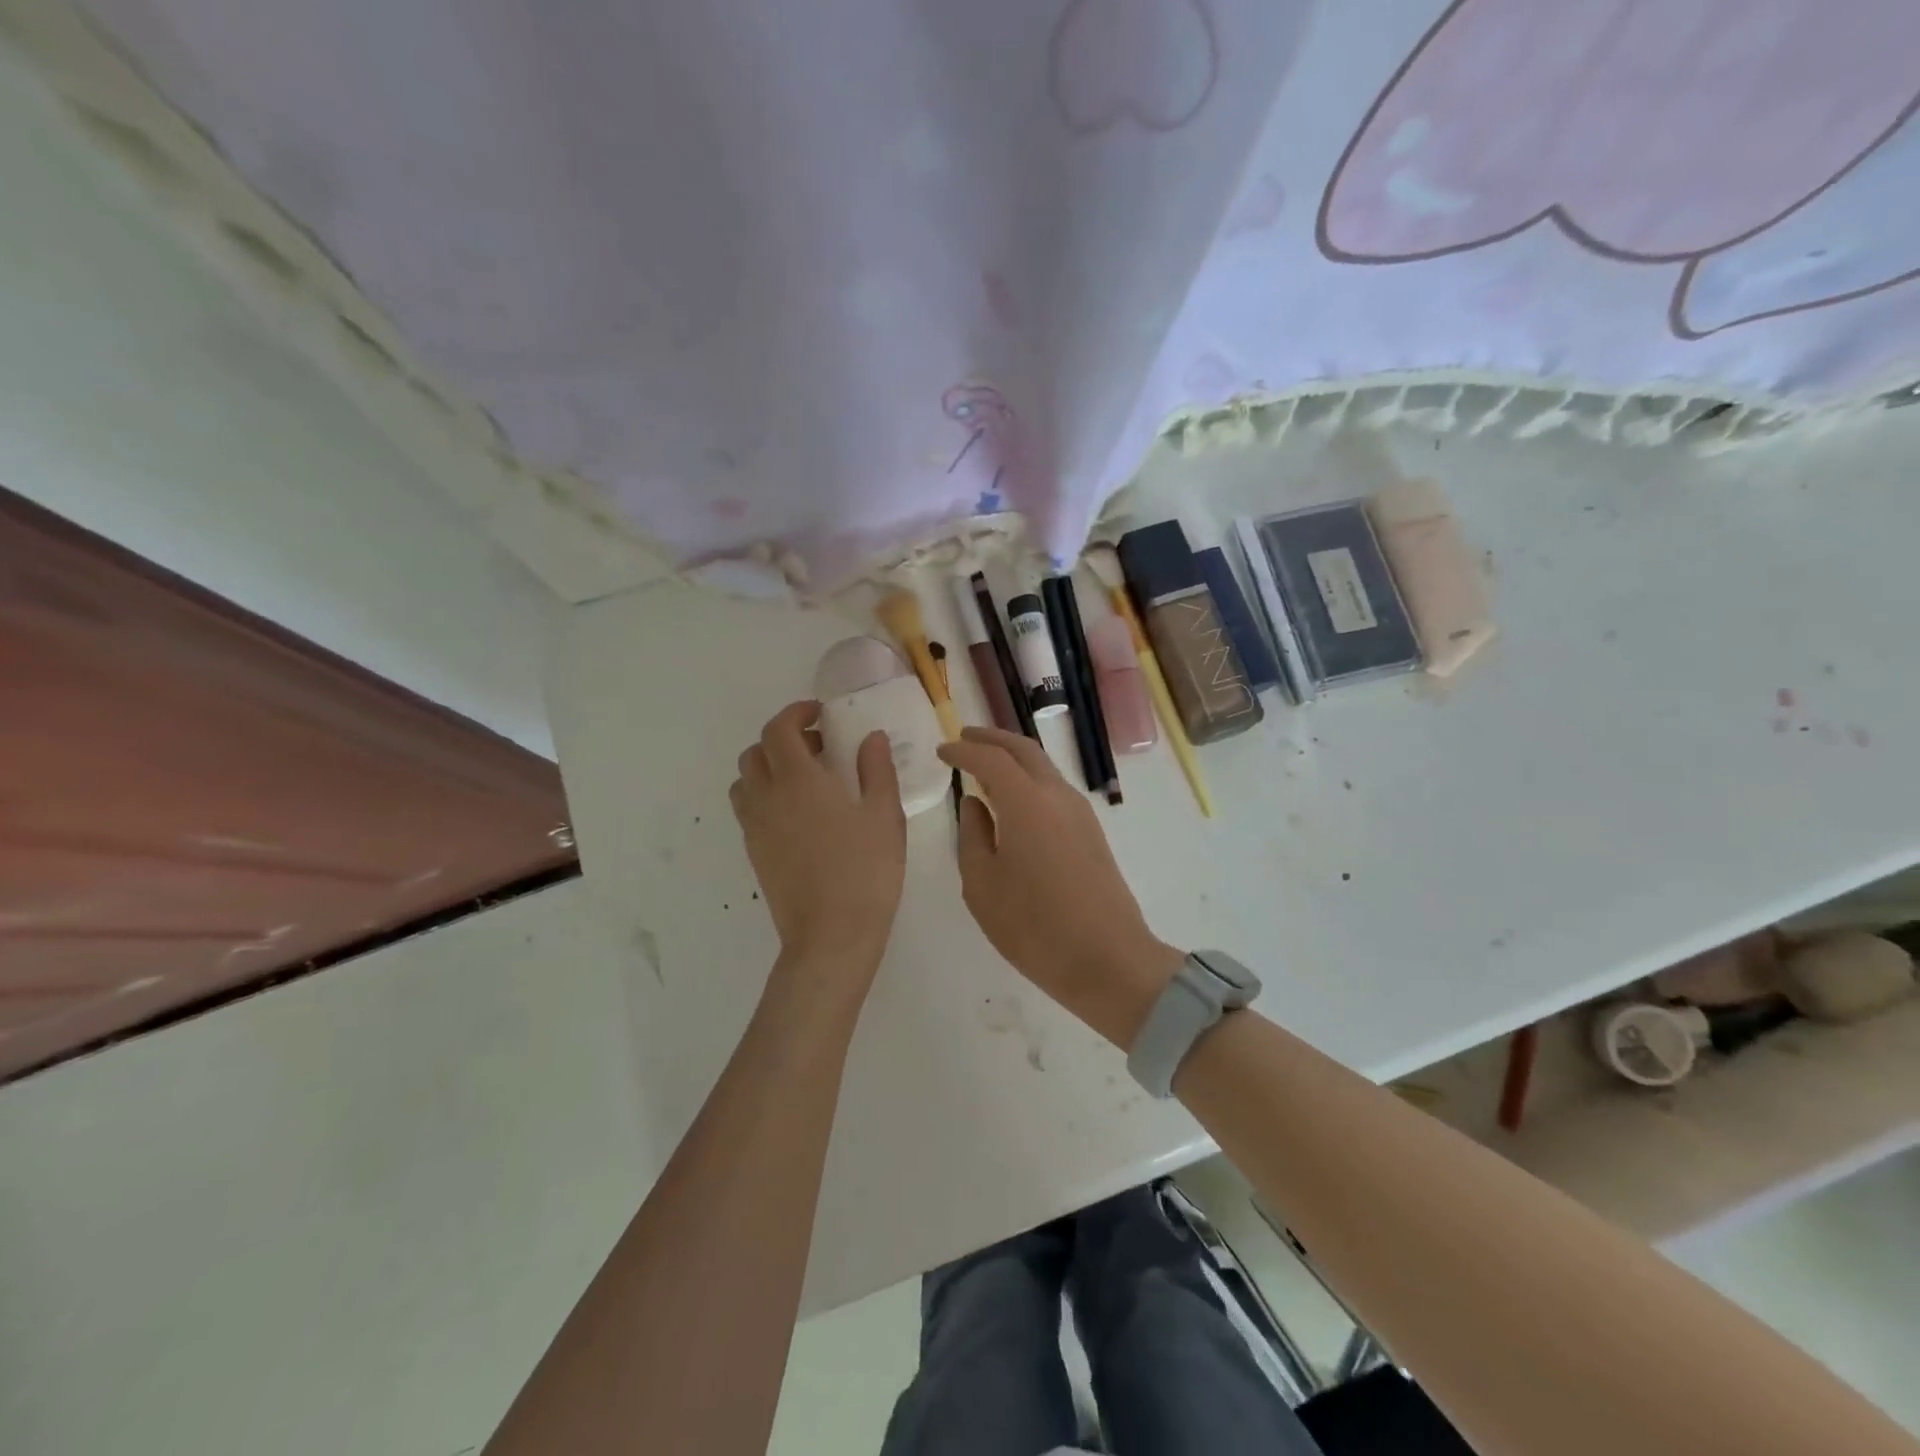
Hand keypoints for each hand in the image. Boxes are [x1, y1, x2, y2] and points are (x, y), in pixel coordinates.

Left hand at [730, 702, 906, 989]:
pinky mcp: (754, 852)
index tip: (820, 714)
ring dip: (769, 767)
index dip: (796, 713)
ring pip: (746, 780)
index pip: (779, 729)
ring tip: (805, 779)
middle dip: (782, 738)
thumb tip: (871, 737)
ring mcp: (755, 827)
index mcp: (799, 781)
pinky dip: (765, 795)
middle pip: (755, 751)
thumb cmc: (865, 872)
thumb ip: (877, 769)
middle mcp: (767, 797)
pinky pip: (748, 808)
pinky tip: (799, 814)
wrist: (830, 936)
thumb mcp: (884, 816)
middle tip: (818, 747)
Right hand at [939, 727, 1182, 1048]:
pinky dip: (1029, 779)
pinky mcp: (1091, 832)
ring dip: (1013, 758)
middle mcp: (1057, 796)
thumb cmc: (1034, 927)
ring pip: (1043, 767)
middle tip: (964, 738)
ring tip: (985, 765)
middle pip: (1024, 749)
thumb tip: (974, 803)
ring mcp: (1080, 812)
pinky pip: (1054, 789)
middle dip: (992, 738)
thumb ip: (972, 836)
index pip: (990, 759)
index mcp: (1027, 803)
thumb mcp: (983, 885)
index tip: (941, 751)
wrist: (1108, 960)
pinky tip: (1012, 799)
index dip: (963, 750)